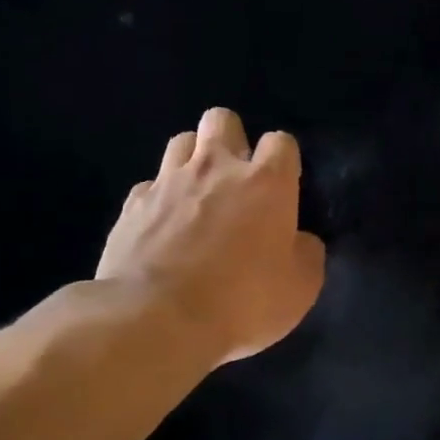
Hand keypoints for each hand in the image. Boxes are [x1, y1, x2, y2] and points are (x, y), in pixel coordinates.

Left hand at [96, 108, 325, 366]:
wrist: (157, 319)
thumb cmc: (243, 302)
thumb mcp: (301, 288)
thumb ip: (307, 253)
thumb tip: (300, 240)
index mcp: (266, 183)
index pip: (281, 142)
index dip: (284, 160)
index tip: (284, 188)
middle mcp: (216, 168)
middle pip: (223, 120)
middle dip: (233, 141)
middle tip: (237, 181)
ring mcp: (168, 181)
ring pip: (182, 141)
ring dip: (194, 160)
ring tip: (199, 196)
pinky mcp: (132, 204)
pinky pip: (150, 185)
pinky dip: (161, 198)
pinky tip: (165, 227)